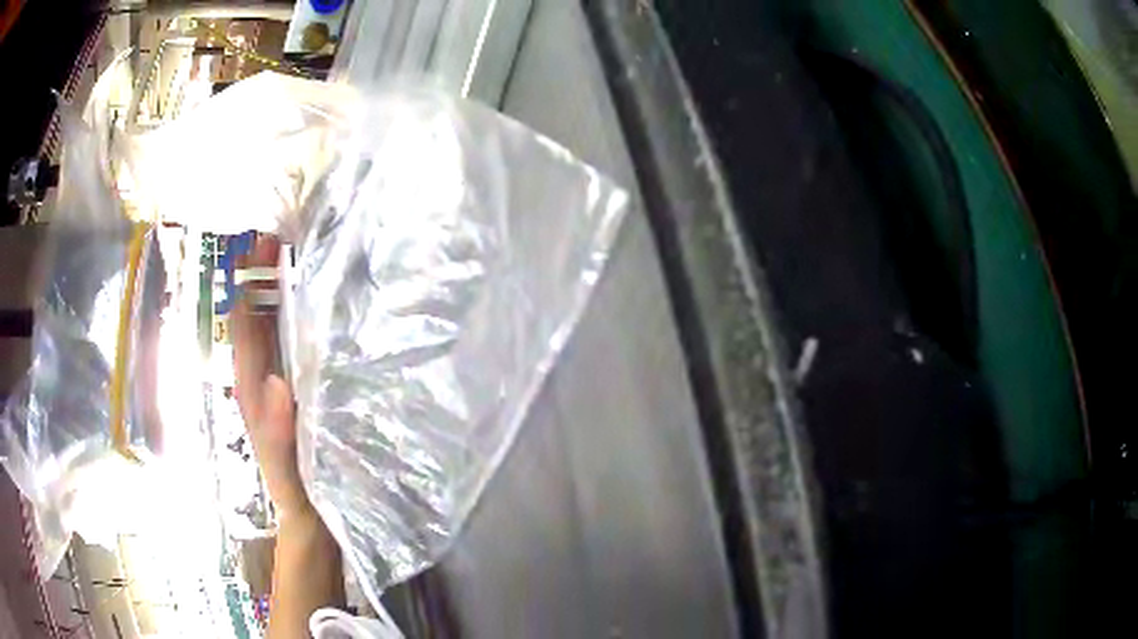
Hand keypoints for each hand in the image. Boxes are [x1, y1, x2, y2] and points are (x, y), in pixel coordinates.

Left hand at [231, 236, 311, 518]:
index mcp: (253, 389)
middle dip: (262, 274)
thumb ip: (275, 432)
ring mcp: (280, 381)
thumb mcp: (285, 468)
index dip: (249, 284)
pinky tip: (318, 303)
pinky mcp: (298, 390)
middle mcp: (261, 376)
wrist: (309, 516)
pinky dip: (297, 317)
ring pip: (273, 326)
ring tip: (296, 253)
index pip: (245, 326)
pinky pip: (292, 345)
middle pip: (256, 316)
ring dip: (279, 289)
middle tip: (282, 233)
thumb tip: (275, 381)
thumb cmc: (296, 492)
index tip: (262, 243)